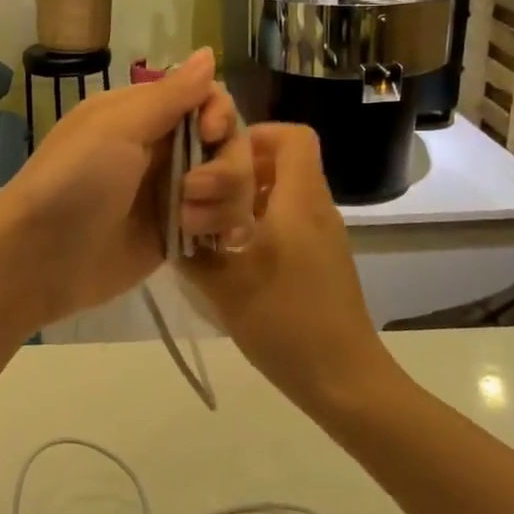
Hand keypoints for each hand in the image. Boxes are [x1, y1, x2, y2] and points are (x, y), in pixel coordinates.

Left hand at [0, 49, 253, 330]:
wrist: (40, 257)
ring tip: (187, 223)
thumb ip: (171, 95)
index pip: (209, 98)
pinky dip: (226, 228)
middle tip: (192, 191)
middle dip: (225, 167)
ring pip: (233, 185)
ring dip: (223, 202)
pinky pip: (224, 223)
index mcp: (147, 115)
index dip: (221, 114)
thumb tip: (208, 52)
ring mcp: (174, 195)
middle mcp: (166, 150)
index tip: (209, 134)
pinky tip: (215, 240)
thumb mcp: (117, 127)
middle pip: (230, 143)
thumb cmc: (74, 181)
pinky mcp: (179, 235)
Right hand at [179, 124, 398, 417]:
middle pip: (285, 162)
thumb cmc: (286, 322)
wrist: (344, 379)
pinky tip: (231, 258)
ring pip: (285, 194)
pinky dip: (260, 225)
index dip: (255, 134)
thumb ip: (192, 250)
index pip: (293, 136)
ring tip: (210, 228)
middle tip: (203, 195)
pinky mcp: (322, 261)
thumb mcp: (225, 285)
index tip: (217, 157)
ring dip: (247, 200)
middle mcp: (317, 209)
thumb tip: (170, 224)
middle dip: (240, 169)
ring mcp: (323, 236)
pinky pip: (290, 222)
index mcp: (299, 201)